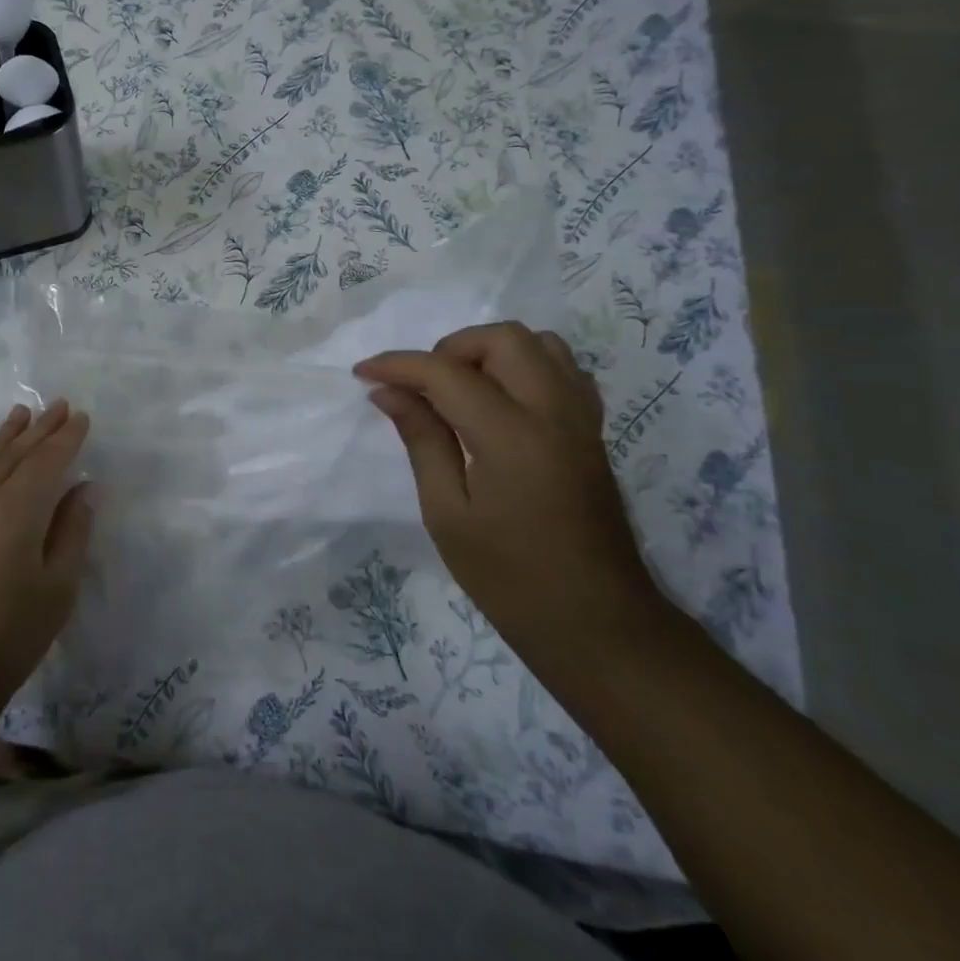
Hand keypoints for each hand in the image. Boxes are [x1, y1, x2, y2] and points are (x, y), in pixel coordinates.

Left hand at [0, 401, 95, 711]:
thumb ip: (72, 530)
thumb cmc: (11, 633)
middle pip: (16, 453)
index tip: (83, 418)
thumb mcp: (57, 586)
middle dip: (41, 428)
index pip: (46, 461)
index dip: (67, 438)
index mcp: (16, 509)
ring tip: (23, 413)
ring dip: (9, 435)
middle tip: (61, 405)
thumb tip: (85, 488)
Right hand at [354, 323, 668, 659]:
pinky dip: (524, 368)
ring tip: (459, 391)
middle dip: (450, 349)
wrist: (596, 622)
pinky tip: (499, 403)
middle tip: (421, 387)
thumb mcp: (447, 512)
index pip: (446, 373)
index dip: (398, 365)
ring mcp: (581, 419)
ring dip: (490, 353)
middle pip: (503, 338)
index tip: (363, 373)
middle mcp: (553, 412)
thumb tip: (387, 391)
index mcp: (511, 436)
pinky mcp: (592, 432)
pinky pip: (562, 370)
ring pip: (539, 345)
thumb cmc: (508, 576)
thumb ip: (421, 440)